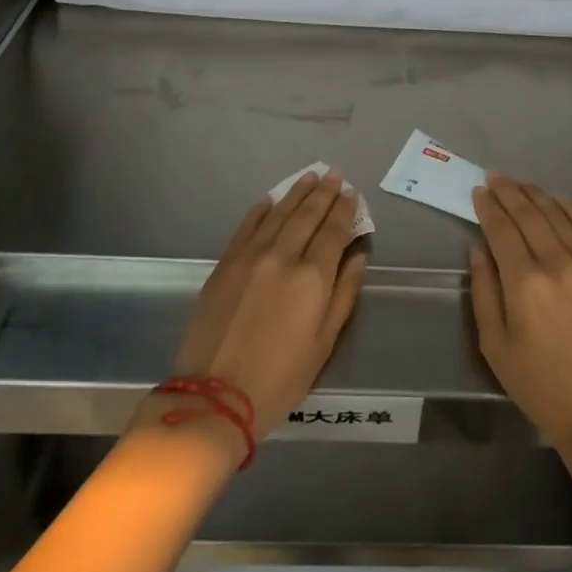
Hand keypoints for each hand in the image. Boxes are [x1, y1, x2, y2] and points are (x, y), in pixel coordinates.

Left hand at [158, 170, 368, 446]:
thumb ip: (344, 292)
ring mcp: (250, 256)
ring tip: (310, 176)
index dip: (345, 209)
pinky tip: (271, 200)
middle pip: (307, 214)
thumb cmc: (280, 378)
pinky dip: (262, 209)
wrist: (214, 398)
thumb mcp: (325, 342)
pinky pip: (247, 226)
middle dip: (324, 192)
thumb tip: (357, 254)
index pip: (334, 230)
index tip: (351, 193)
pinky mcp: (225, 264)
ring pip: (278, 213)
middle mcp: (283, 256)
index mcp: (313, 277)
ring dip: (296, 192)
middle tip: (334, 173)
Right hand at [469, 176, 571, 468]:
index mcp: (525, 284)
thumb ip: (484, 290)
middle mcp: (558, 264)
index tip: (479, 191)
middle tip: (495, 177)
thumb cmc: (540, 386)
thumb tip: (479, 247)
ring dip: (537, 194)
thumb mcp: (495, 345)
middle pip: (530, 214)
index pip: (502, 229)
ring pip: (559, 214)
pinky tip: (559, 199)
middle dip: (509, 192)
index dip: (488, 207)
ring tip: (521, 183)